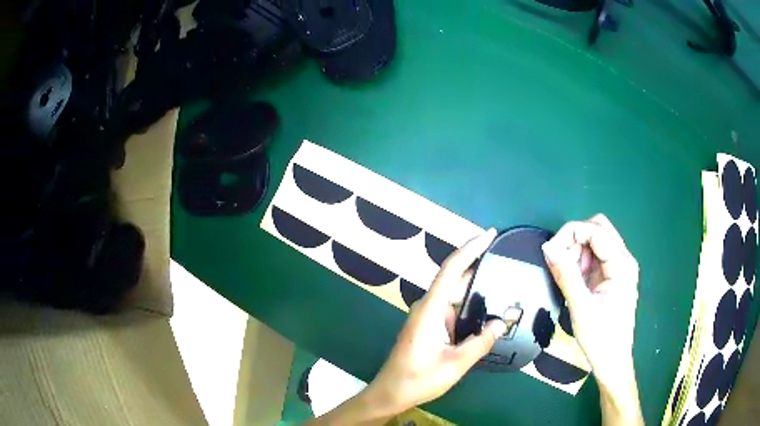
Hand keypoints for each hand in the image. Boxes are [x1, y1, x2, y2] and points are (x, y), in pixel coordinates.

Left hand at [364, 228, 508, 415]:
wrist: (391, 393)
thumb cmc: (419, 379)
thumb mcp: (455, 363)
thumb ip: (481, 341)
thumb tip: (504, 321)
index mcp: (431, 309)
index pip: (451, 269)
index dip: (470, 248)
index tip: (490, 234)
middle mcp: (427, 306)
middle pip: (455, 278)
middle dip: (479, 264)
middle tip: (506, 257)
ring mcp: (427, 315)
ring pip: (454, 293)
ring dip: (476, 285)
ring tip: (503, 279)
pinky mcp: (428, 325)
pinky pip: (452, 307)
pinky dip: (469, 302)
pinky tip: (487, 306)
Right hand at [541, 214, 642, 424]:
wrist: (613, 361)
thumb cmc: (600, 338)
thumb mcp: (581, 307)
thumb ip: (566, 275)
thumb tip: (547, 248)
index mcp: (622, 265)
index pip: (595, 231)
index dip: (570, 234)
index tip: (550, 251)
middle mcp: (624, 259)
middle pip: (598, 229)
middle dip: (575, 239)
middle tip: (561, 262)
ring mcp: (620, 267)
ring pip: (596, 240)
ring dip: (578, 250)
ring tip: (568, 276)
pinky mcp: (613, 276)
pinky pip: (595, 256)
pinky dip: (581, 261)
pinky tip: (575, 280)